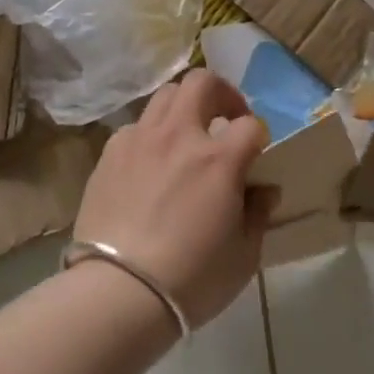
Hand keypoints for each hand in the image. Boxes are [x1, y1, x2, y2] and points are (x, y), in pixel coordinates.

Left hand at [71, 70, 272, 327]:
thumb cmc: (191, 279)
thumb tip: (263, 190)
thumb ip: (257, 214)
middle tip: (226, 118)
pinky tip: (151, 164)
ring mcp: (140, 140)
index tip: (257, 154)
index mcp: (219, 159)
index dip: (259, 136)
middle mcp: (179, 136)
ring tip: (186, 135)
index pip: (251, 125)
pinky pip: (135, 127)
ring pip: (165, 96)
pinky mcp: (110, 153)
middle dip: (222, 93)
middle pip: (202, 82)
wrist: (118, 291)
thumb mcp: (243, 255)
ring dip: (184, 107)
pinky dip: (150, 135)